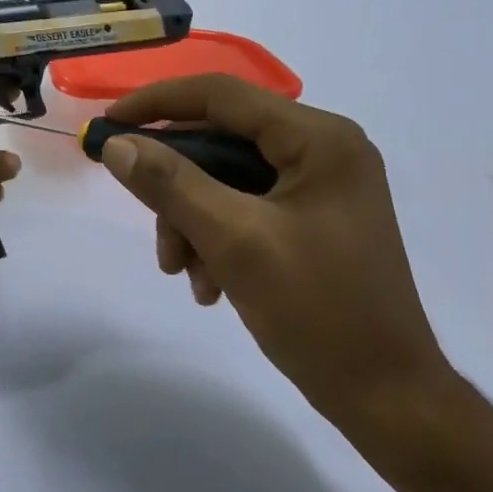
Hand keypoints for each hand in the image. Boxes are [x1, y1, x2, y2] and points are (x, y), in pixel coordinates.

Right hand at [99, 74, 446, 415]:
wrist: (386, 396)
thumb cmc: (318, 310)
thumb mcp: (234, 240)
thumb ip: (171, 185)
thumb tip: (115, 144)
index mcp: (318, 139)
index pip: (221, 95)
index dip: (156, 103)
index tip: (107, 126)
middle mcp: (322, 150)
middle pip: (220, 143)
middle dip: (176, 188)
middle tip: (147, 223)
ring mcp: (318, 187)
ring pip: (224, 181)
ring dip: (191, 222)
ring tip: (184, 273)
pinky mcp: (310, 220)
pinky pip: (242, 209)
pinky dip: (215, 239)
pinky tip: (210, 285)